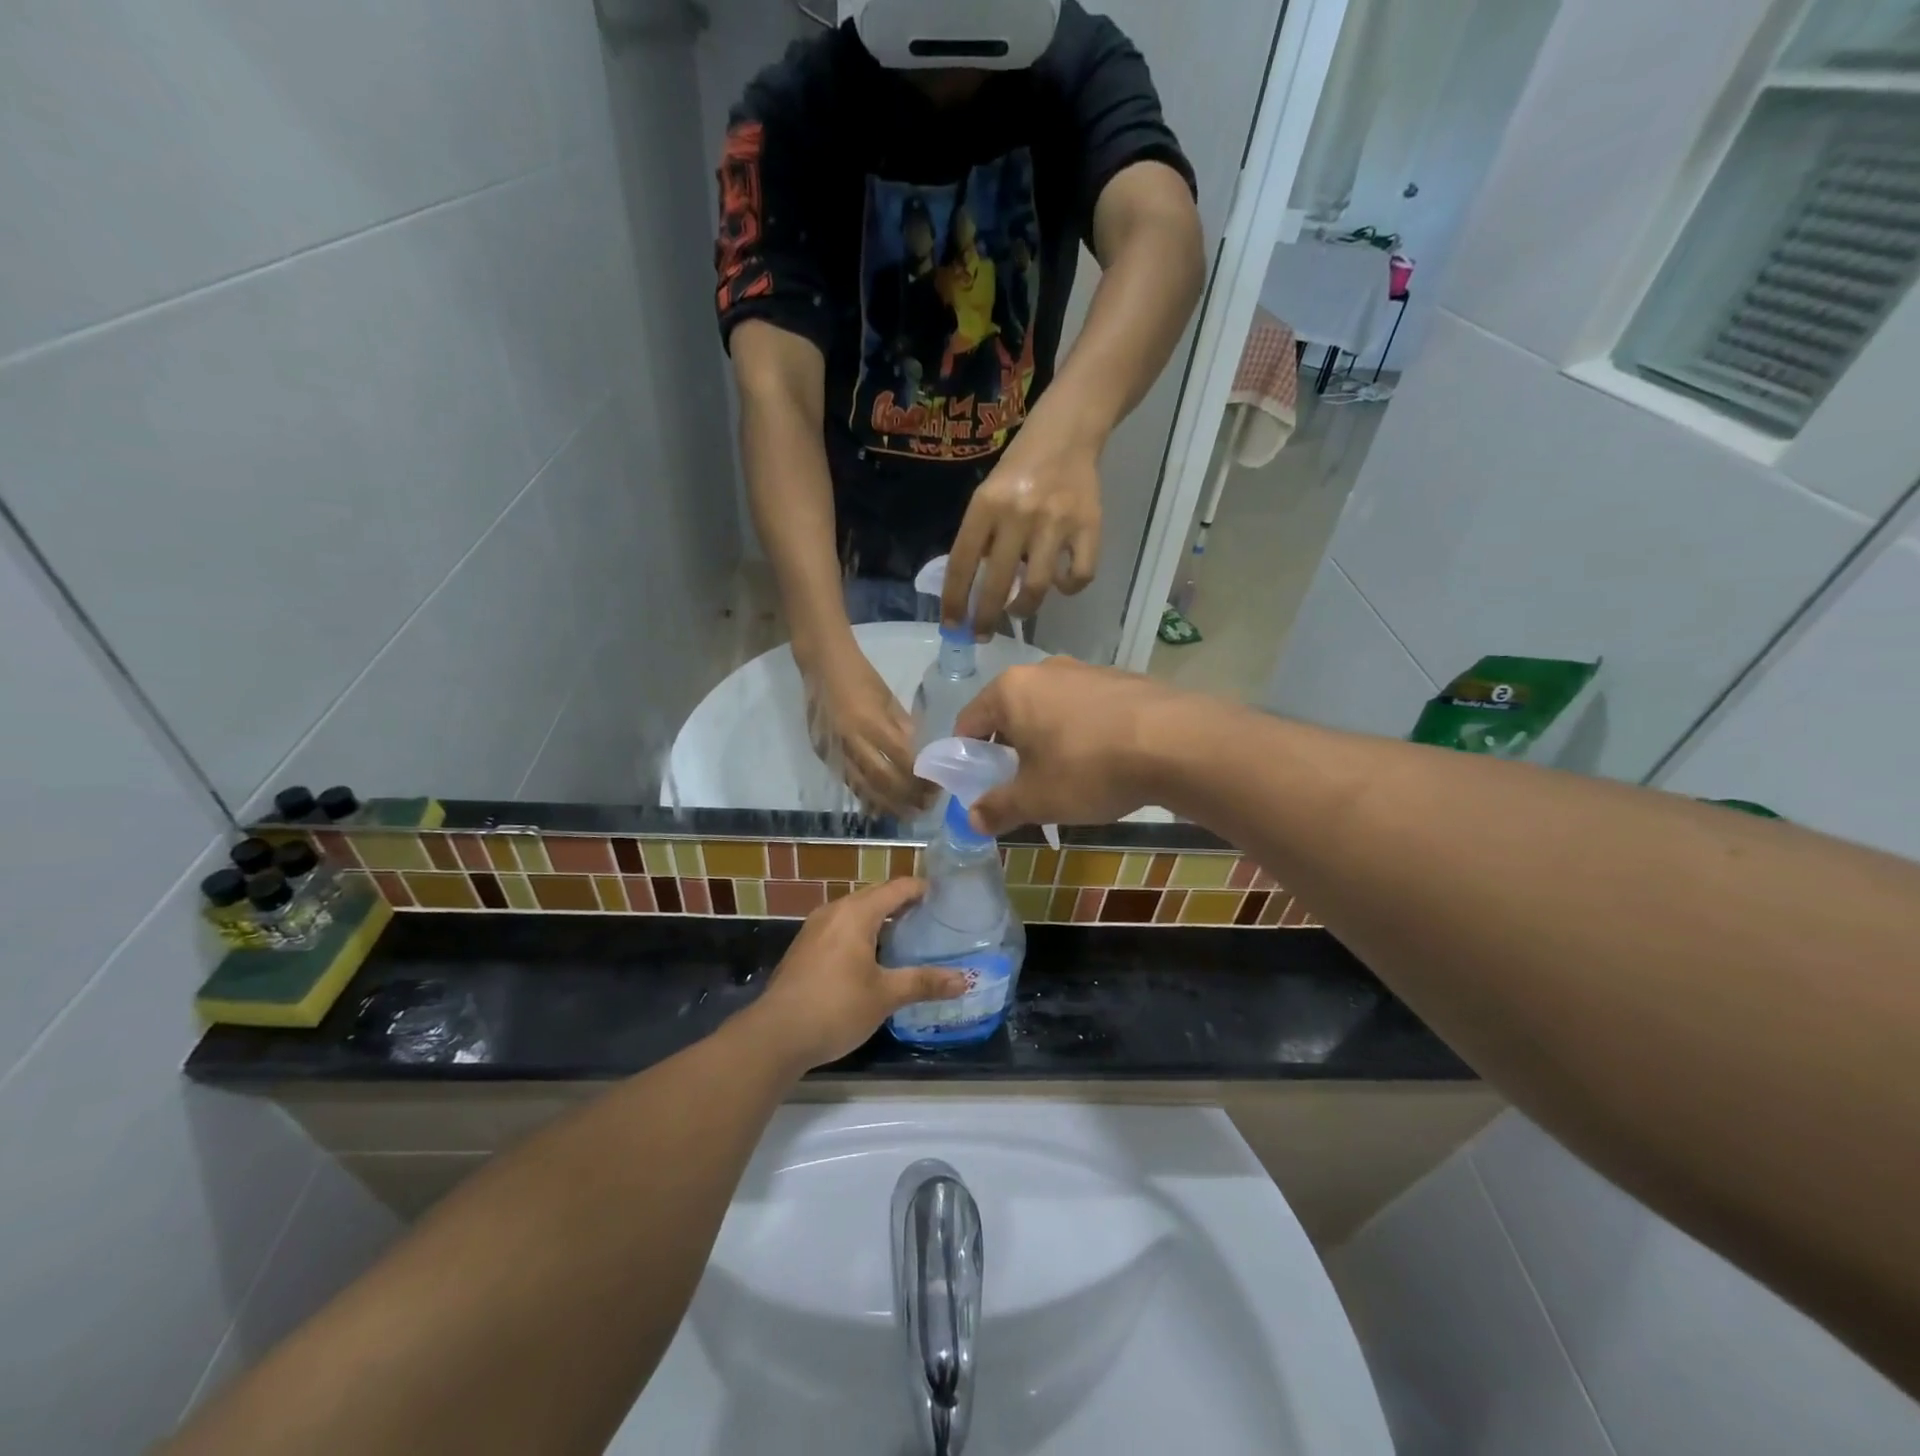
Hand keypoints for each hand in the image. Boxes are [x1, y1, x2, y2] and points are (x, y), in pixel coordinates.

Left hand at [747, 879, 968, 1069]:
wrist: (774, 1035)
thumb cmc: (835, 1007)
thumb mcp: (885, 996)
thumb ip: (924, 982)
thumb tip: (965, 980)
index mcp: (856, 913)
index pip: (897, 887)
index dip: (922, 889)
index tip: (945, 897)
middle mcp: (834, 911)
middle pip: (875, 895)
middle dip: (903, 903)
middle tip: (932, 918)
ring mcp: (815, 929)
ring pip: (856, 912)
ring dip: (881, 918)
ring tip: (907, 936)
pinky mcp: (805, 948)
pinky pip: (841, 927)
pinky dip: (862, 932)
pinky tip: (873, 957)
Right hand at [804, 642, 925, 815]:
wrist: (821, 664)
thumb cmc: (861, 676)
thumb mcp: (888, 698)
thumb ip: (902, 727)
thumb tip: (917, 754)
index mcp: (870, 722)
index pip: (901, 758)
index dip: (919, 777)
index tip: (935, 787)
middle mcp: (851, 740)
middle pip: (882, 779)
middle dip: (906, 796)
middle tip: (925, 807)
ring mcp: (834, 749)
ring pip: (862, 786)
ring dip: (886, 804)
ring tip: (906, 814)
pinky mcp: (823, 754)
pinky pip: (847, 781)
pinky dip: (864, 796)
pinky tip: (879, 807)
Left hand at [943, 421, 1101, 635]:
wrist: (1067, 435)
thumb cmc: (1019, 469)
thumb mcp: (987, 494)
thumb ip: (981, 537)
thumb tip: (973, 589)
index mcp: (986, 505)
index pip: (962, 563)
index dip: (954, 600)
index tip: (952, 625)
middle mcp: (1019, 514)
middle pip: (996, 584)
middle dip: (985, 617)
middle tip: (982, 633)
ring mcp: (1056, 522)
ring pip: (1036, 587)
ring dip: (1024, 608)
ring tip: (1019, 609)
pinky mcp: (1089, 526)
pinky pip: (1079, 575)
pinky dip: (1069, 588)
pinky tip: (1060, 583)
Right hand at [954, 658, 1190, 831]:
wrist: (1176, 743)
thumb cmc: (1088, 768)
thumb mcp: (1036, 799)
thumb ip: (998, 808)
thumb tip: (972, 820)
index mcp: (1011, 690)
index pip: (969, 722)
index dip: (966, 757)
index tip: (976, 785)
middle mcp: (1044, 670)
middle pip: (1010, 713)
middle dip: (1008, 750)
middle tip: (1020, 787)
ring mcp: (1086, 671)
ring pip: (1049, 710)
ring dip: (1046, 741)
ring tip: (1064, 777)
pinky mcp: (1121, 680)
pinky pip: (1084, 709)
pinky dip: (1080, 733)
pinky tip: (1101, 761)